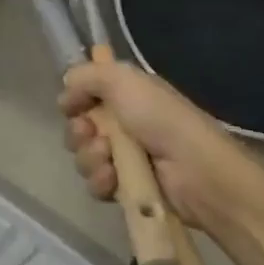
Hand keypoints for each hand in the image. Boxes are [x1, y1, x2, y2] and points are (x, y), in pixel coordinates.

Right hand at [58, 59, 263, 232]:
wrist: (197, 172)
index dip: (74, 99)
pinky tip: (113, 179)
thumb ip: (88, 75)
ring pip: (84, 156)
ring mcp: (125, 158)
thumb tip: (66, 89)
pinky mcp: (127, 189)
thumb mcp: (124, 81)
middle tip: (90, 133)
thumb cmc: (162, 119)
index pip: (86, 94)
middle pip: (79, 127)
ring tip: (108, 158)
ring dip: (89, 157)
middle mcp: (124, 124)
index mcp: (127, 95)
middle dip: (78, 131)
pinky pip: (96, 184)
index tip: (70, 104)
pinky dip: (100, 181)